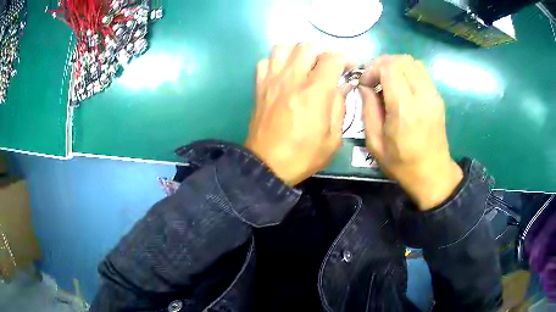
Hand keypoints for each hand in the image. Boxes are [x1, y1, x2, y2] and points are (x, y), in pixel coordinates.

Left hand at [245, 44, 351, 185]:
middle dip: (323, 51)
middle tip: (328, 64)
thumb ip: (340, 107)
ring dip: (298, 51)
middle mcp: (292, 79)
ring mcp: (272, 81)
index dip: (344, 58)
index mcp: (315, 92)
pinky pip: (266, 61)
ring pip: (283, 47)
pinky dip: (277, 61)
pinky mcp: (259, 87)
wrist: (266, 165)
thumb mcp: (333, 138)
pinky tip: (284, 73)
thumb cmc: (303, 155)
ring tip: (305, 64)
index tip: (349, 68)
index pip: (332, 58)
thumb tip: (342, 86)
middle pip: (307, 46)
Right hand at [359, 55, 462, 209]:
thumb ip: (368, 110)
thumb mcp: (375, 143)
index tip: (366, 83)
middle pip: (402, 60)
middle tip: (374, 79)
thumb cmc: (402, 164)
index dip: (373, 69)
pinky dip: (407, 72)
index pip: (389, 68)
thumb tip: (364, 86)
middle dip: (382, 63)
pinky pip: (421, 72)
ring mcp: (433, 96)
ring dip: (395, 66)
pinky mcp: (438, 97)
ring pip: (413, 62)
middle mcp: (422, 97)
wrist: (433, 174)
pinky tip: (401, 87)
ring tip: (386, 81)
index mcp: (405, 110)